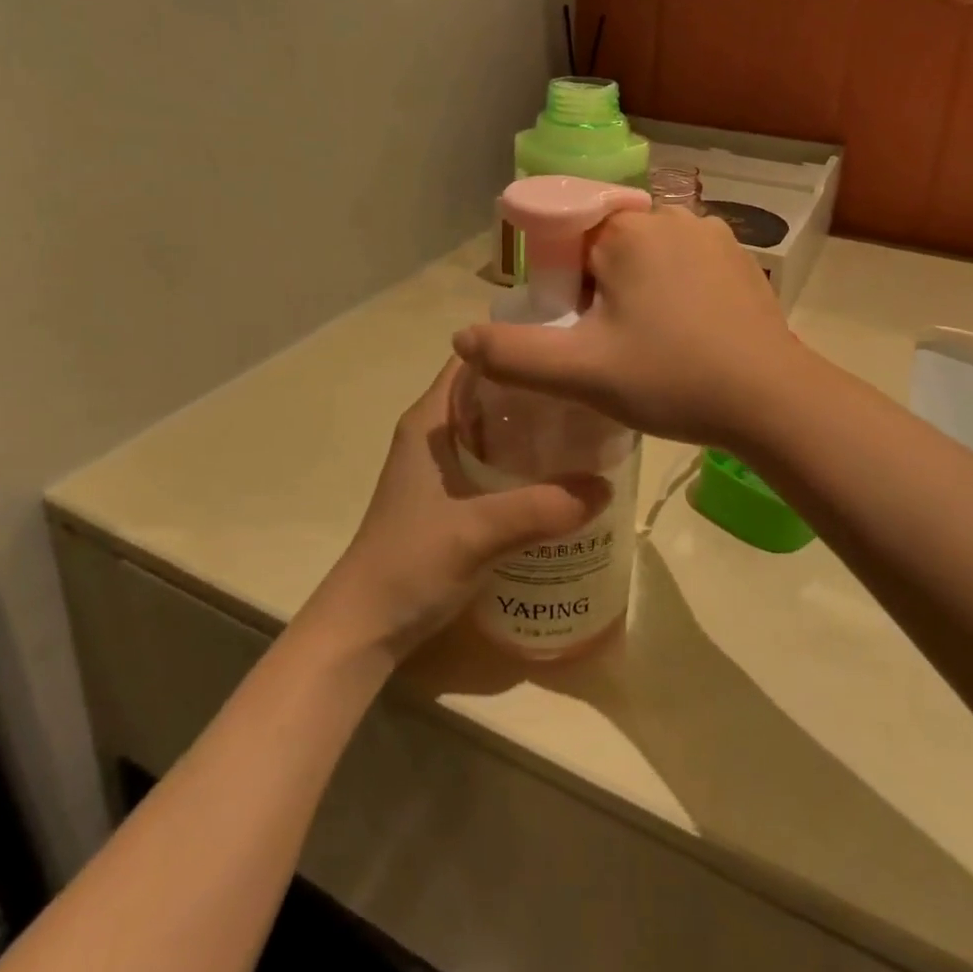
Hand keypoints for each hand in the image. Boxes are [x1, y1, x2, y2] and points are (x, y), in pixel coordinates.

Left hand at [298, 360, 610, 664]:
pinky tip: (560, 474)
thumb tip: (606, 487)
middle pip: (492, 389)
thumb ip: (542, 508)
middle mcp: (435, 431)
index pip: (475, 357)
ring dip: (534, 425)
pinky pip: (495, 460)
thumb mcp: (480, 531)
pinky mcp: (451, 495)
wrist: (366, 626)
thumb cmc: (411, 562)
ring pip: (495, 426)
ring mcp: (442, 465)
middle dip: (537, 387)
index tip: (567, 346)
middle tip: (589, 389)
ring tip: (586, 426)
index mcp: (431, 419)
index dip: (517, 345)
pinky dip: (525, 459)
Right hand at [452, 208, 805, 448]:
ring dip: (637, 291)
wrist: (773, 401)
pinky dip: (674, 291)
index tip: (578, 330)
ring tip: (651, 345)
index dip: (561, 285)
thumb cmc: (673, 379)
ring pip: (648, 256)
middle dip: (598, 289)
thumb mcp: (583, 374)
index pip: (567, 240)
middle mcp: (671, 218)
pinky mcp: (741, 259)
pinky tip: (687, 335)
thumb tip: (460, 338)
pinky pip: (686, 265)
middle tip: (612, 346)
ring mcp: (713, 235)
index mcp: (628, 231)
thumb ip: (513, 356)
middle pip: (607, 246)